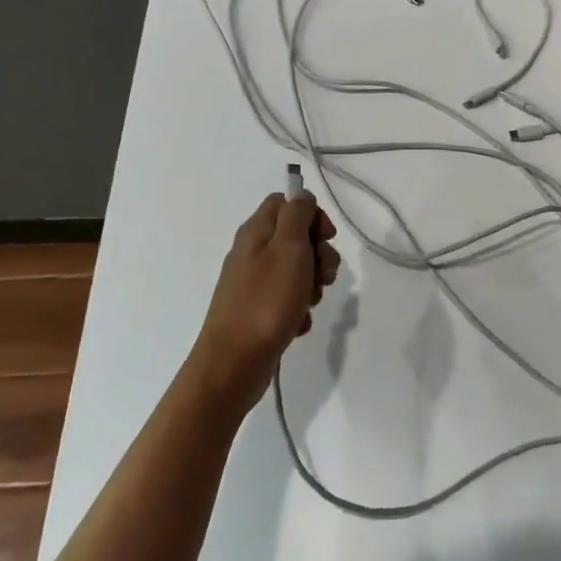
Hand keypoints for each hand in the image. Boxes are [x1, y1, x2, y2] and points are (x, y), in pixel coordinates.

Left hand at [190, 191, 339, 415]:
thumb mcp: (288, 248)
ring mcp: (254, 283)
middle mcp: (252, 252)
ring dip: (313, 284)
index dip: (312, 215)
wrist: (234, 364)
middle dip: (319, 254)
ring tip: (309, 303)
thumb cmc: (265, 301)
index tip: (326, 237)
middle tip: (323, 276)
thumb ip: (297, 215)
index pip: (287, 202)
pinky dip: (299, 308)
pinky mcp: (259, 310)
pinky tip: (297, 322)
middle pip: (296, 237)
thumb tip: (302, 196)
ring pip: (297, 270)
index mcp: (256, 232)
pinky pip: (289, 299)